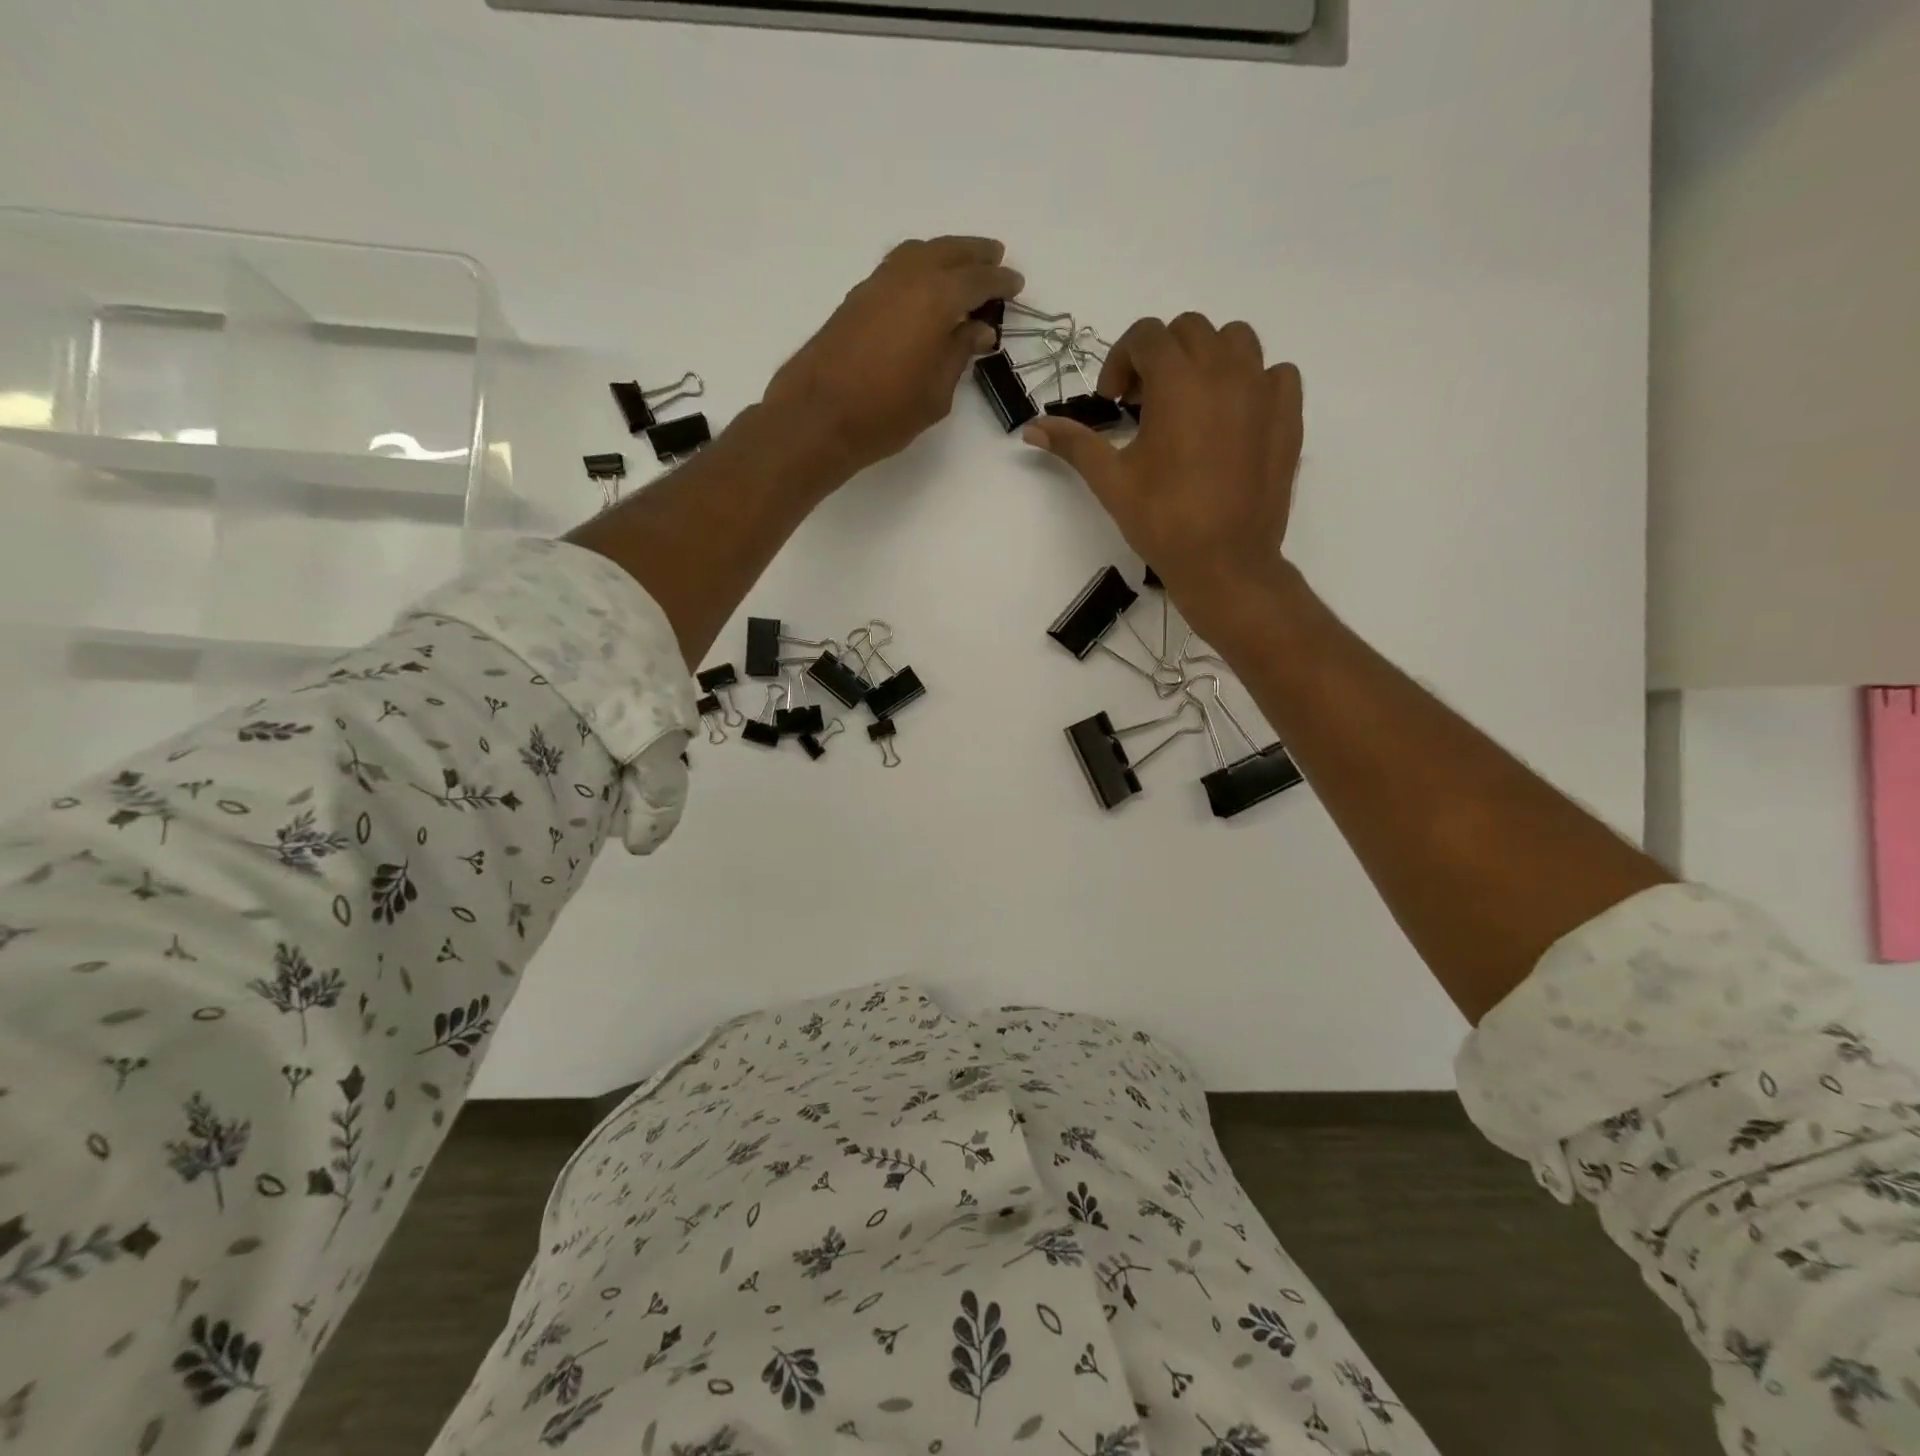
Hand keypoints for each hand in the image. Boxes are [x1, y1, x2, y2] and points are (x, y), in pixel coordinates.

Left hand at [763, 236, 1023, 477]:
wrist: (818, 417)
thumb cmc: (886, 413)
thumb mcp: (936, 393)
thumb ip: (959, 354)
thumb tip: (978, 329)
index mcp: (935, 298)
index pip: (977, 280)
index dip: (1000, 282)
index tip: (1017, 284)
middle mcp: (907, 278)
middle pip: (947, 252)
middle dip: (974, 255)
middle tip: (995, 260)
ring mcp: (876, 285)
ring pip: (918, 253)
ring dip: (944, 255)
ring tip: (961, 269)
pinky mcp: (856, 299)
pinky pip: (896, 268)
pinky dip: (918, 267)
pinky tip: (924, 287)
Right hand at [1024, 314, 1302, 607]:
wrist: (1224, 562)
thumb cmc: (1162, 521)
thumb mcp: (1111, 481)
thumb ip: (1074, 444)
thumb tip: (1031, 428)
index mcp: (1178, 381)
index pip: (1146, 336)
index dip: (1121, 361)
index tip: (1114, 401)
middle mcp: (1224, 371)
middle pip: (1190, 331)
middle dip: (1160, 358)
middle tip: (1146, 405)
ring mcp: (1262, 390)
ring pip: (1236, 341)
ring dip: (1207, 359)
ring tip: (1191, 403)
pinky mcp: (1288, 414)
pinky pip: (1275, 373)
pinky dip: (1251, 381)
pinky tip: (1233, 416)